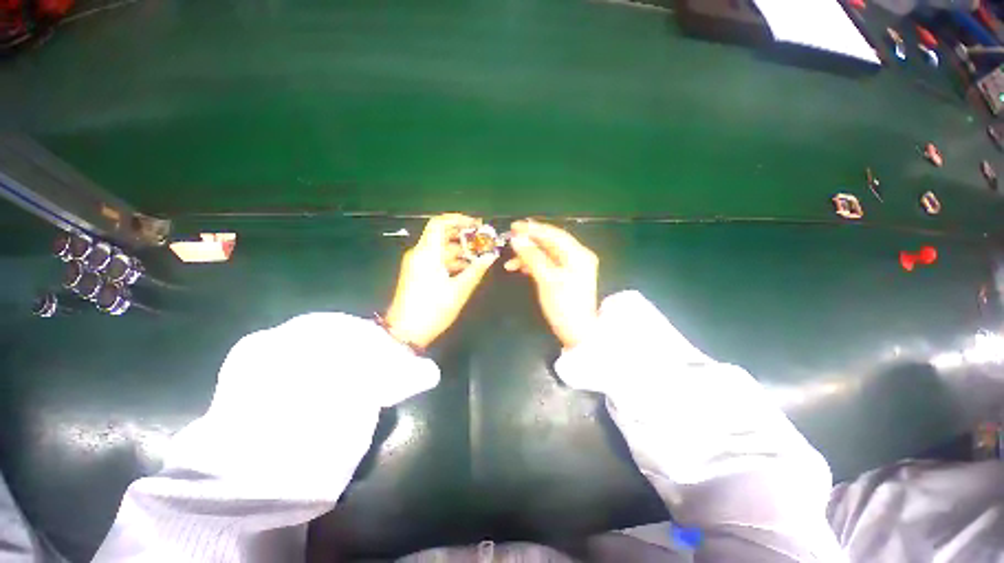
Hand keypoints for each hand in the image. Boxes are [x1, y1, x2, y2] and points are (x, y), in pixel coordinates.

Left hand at [385, 214, 497, 348]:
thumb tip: (491, 255)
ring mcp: (417, 264)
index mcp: (427, 253)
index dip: (458, 219)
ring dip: (460, 251)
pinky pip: (436, 260)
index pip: (439, 223)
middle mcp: (419, 254)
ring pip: (440, 249)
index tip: (477, 225)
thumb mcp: (459, 290)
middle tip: (483, 242)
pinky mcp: (417, 274)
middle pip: (441, 236)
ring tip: (479, 258)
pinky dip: (452, 261)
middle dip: (463, 237)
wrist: (405, 332)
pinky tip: (467, 269)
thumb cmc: (433, 309)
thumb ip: (476, 270)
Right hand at [504, 220, 598, 348]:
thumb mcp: (546, 279)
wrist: (577, 333)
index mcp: (578, 254)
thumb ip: (532, 257)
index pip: (553, 234)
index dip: (533, 229)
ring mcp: (573, 267)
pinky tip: (522, 268)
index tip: (514, 227)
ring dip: (529, 255)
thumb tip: (517, 239)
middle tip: (510, 239)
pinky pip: (548, 264)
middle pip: (551, 243)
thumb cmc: (563, 305)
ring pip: (547, 254)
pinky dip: (535, 265)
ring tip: (511, 262)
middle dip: (530, 241)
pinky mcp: (567, 277)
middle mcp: (577, 257)